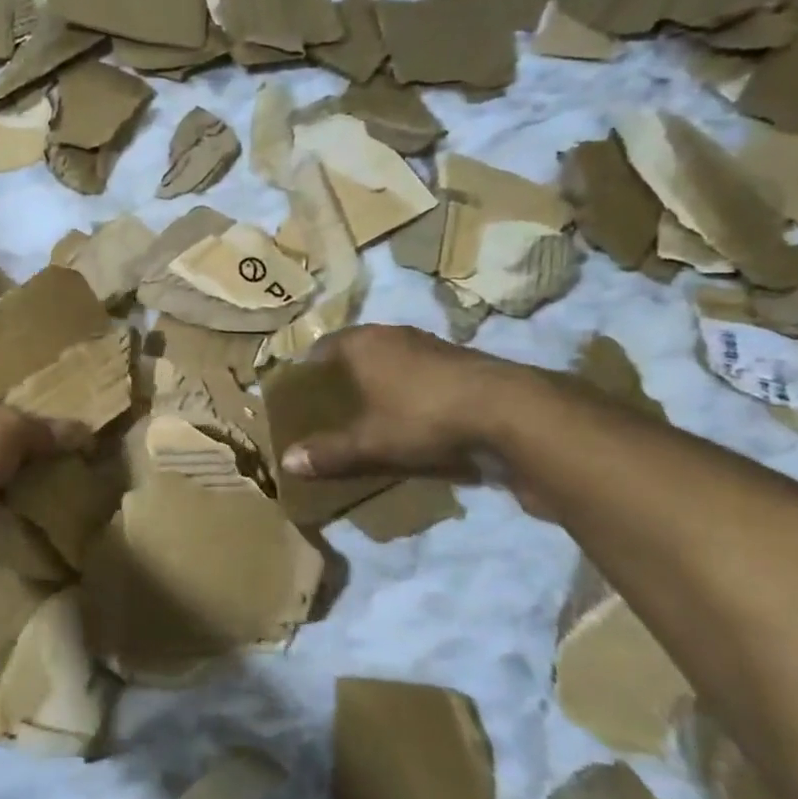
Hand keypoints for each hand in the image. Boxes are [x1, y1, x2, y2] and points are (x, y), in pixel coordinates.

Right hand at [280, 325, 525, 480]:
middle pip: (357, 353)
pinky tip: (411, 419)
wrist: (511, 413)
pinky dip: (410, 393)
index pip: (322, 348)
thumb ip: (329, 452)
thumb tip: (286, 463)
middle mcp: (394, 335)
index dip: (308, 369)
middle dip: (343, 378)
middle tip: (330, 407)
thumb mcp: (370, 442)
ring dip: (380, 384)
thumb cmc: (423, 416)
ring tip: (368, 414)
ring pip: (392, 363)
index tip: (299, 393)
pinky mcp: (462, 365)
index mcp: (363, 342)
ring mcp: (432, 346)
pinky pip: (421, 376)